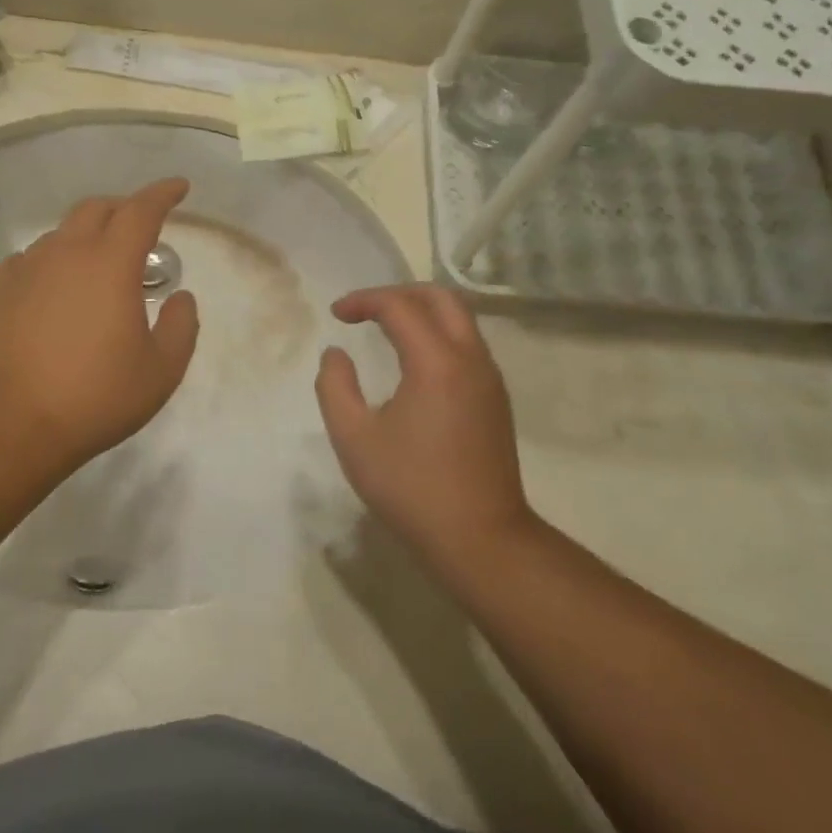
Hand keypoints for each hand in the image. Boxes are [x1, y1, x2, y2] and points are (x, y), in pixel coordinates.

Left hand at [0, 178, 199, 472]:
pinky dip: (51, 260)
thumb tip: (180, 297)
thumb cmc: (95, 396)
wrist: (12, 423)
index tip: (179, 187)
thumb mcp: (161, 371)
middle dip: (124, 208)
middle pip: (97, 209)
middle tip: (141, 227)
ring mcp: (27, 269)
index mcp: (110, 263)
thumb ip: (181, 327)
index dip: (163, 193)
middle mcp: (67, 253)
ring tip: (99, 263)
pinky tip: (53, 284)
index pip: (141, 210)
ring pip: (61, 232)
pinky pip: (30, 258)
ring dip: (87, 235)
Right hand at [314, 284, 534, 567]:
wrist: (481, 539)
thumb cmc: (411, 488)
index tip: (336, 315)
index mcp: (436, 362)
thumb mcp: (354, 438)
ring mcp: (490, 379)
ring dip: (421, 312)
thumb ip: (335, 387)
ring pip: (460, 319)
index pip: (399, 306)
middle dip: (398, 293)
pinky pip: (468, 345)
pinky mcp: (496, 400)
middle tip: (365, 310)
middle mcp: (470, 359)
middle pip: (440, 297)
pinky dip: (438, 334)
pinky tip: (413, 361)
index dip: (363, 301)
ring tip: (385, 328)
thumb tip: (336, 355)